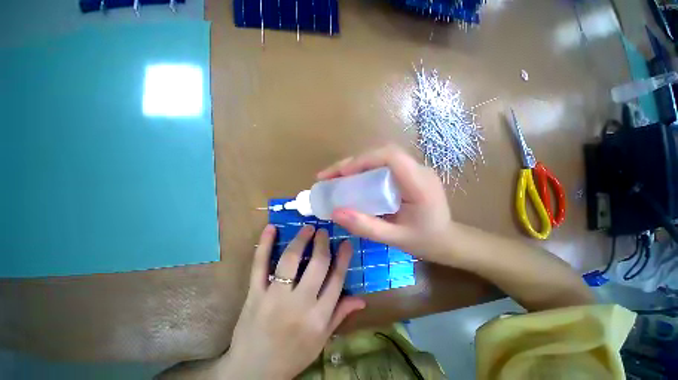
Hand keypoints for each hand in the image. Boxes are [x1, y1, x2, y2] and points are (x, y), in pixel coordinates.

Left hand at [220, 225, 365, 379]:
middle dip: (322, 244)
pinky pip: (260, 265)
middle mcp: (300, 304)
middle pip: (317, 265)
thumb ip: (340, 315)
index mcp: (319, 317)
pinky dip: (265, 245)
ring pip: (290, 260)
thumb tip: (362, 299)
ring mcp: (274, 298)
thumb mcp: (321, 340)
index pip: (336, 279)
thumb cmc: (292, 356)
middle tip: (323, 231)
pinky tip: (271, 228)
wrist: (253, 373)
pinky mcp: (255, 295)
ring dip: (300, 240)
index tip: (345, 242)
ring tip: (308, 228)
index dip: (343, 257)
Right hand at [317, 144, 453, 262]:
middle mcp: (418, 170)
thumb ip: (366, 227)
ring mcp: (414, 169)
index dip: (362, 160)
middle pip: (381, 153)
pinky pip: (383, 165)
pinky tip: (352, 180)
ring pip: (380, 157)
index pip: (390, 156)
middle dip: (352, 162)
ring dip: (355, 164)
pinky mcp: (409, 173)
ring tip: (335, 177)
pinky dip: (364, 169)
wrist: (447, 240)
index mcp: (419, 184)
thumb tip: (336, 213)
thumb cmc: (424, 241)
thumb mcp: (394, 239)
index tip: (341, 174)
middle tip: (328, 176)